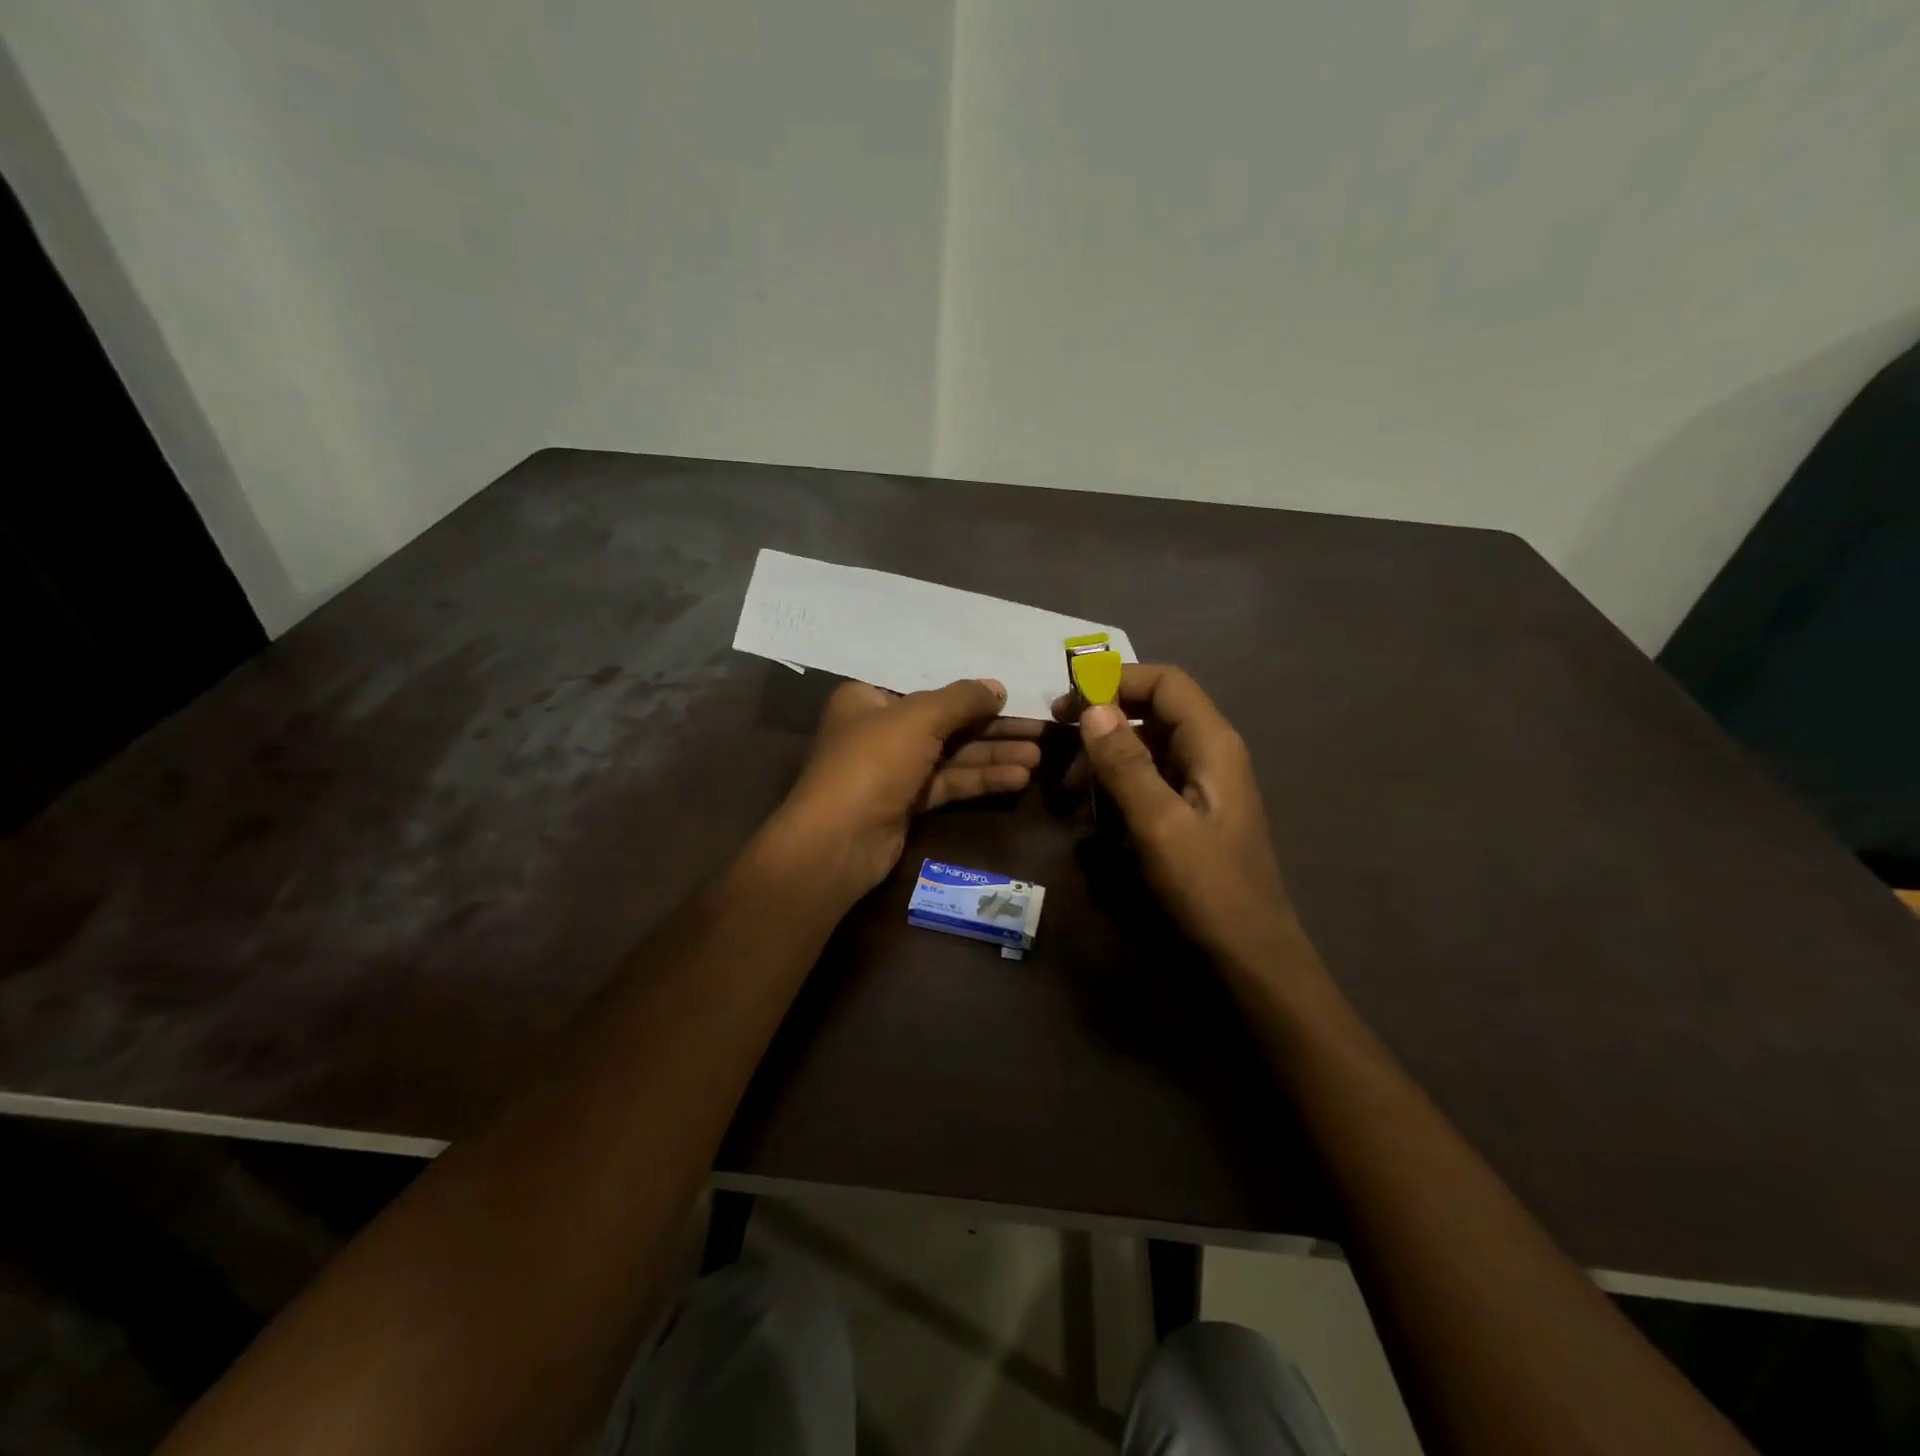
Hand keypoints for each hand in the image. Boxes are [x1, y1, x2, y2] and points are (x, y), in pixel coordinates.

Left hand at [776, 678, 1043, 901]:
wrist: (839, 840)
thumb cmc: (873, 762)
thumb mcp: (919, 718)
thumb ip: (962, 699)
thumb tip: (998, 687)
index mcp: (869, 699)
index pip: (928, 689)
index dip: (970, 692)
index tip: (1011, 695)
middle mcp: (881, 730)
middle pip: (946, 723)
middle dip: (992, 728)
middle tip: (1039, 728)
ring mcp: (894, 770)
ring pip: (952, 756)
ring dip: (993, 756)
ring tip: (1038, 756)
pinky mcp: (907, 803)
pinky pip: (949, 783)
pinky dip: (981, 780)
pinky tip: (1018, 778)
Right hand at [1053, 665, 1300, 969]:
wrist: (1250, 953)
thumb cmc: (1208, 887)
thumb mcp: (1159, 824)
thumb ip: (1125, 763)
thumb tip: (1091, 708)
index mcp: (1212, 743)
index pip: (1164, 682)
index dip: (1116, 680)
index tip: (1069, 702)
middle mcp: (1210, 752)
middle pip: (1153, 709)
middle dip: (1104, 718)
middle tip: (1060, 740)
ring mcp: (1202, 782)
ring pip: (1147, 744)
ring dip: (1106, 754)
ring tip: (1071, 789)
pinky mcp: (1191, 809)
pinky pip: (1149, 776)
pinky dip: (1118, 782)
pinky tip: (1094, 810)